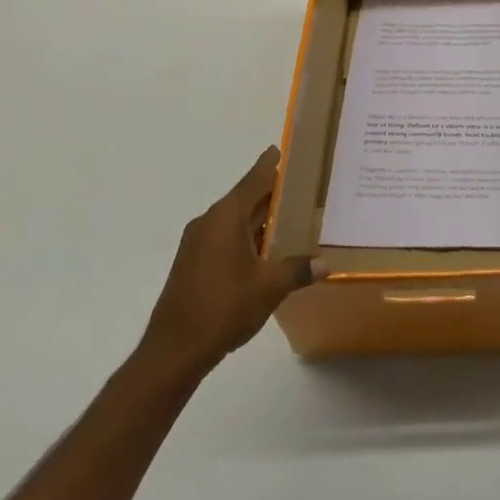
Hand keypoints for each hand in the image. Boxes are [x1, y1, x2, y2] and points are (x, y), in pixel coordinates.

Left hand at [138, 147, 319, 381]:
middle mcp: (209, 222)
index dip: (269, 164)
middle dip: (270, 193)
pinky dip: (246, 236)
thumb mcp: (269, 288)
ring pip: (234, 220)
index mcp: (226, 217)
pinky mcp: (193, 263)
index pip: (254, 180)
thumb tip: (326, 264)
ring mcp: (197, 243)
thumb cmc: (223, 308)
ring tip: (290, 216)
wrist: (173, 350)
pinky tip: (266, 249)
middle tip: (300, 186)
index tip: (282, 148)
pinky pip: (225, 237)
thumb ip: (298, 270)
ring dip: (259, 218)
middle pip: (244, 198)